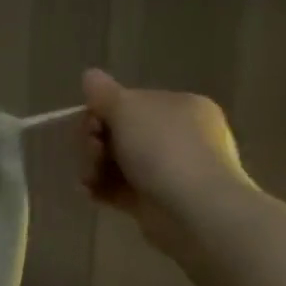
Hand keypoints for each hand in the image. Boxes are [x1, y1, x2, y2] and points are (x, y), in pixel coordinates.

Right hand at [78, 69, 253, 255]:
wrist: (195, 209)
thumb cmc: (163, 149)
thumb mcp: (126, 108)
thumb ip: (103, 92)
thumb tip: (90, 75)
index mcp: (181, 106)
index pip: (131, 103)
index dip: (102, 111)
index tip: (90, 124)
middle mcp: (180, 136)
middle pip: (120, 133)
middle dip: (95, 141)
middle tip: (92, 151)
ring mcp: (171, 171)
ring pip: (117, 162)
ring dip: (94, 166)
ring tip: (90, 177)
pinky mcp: (158, 201)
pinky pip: (120, 188)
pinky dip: (102, 189)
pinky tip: (91, 192)